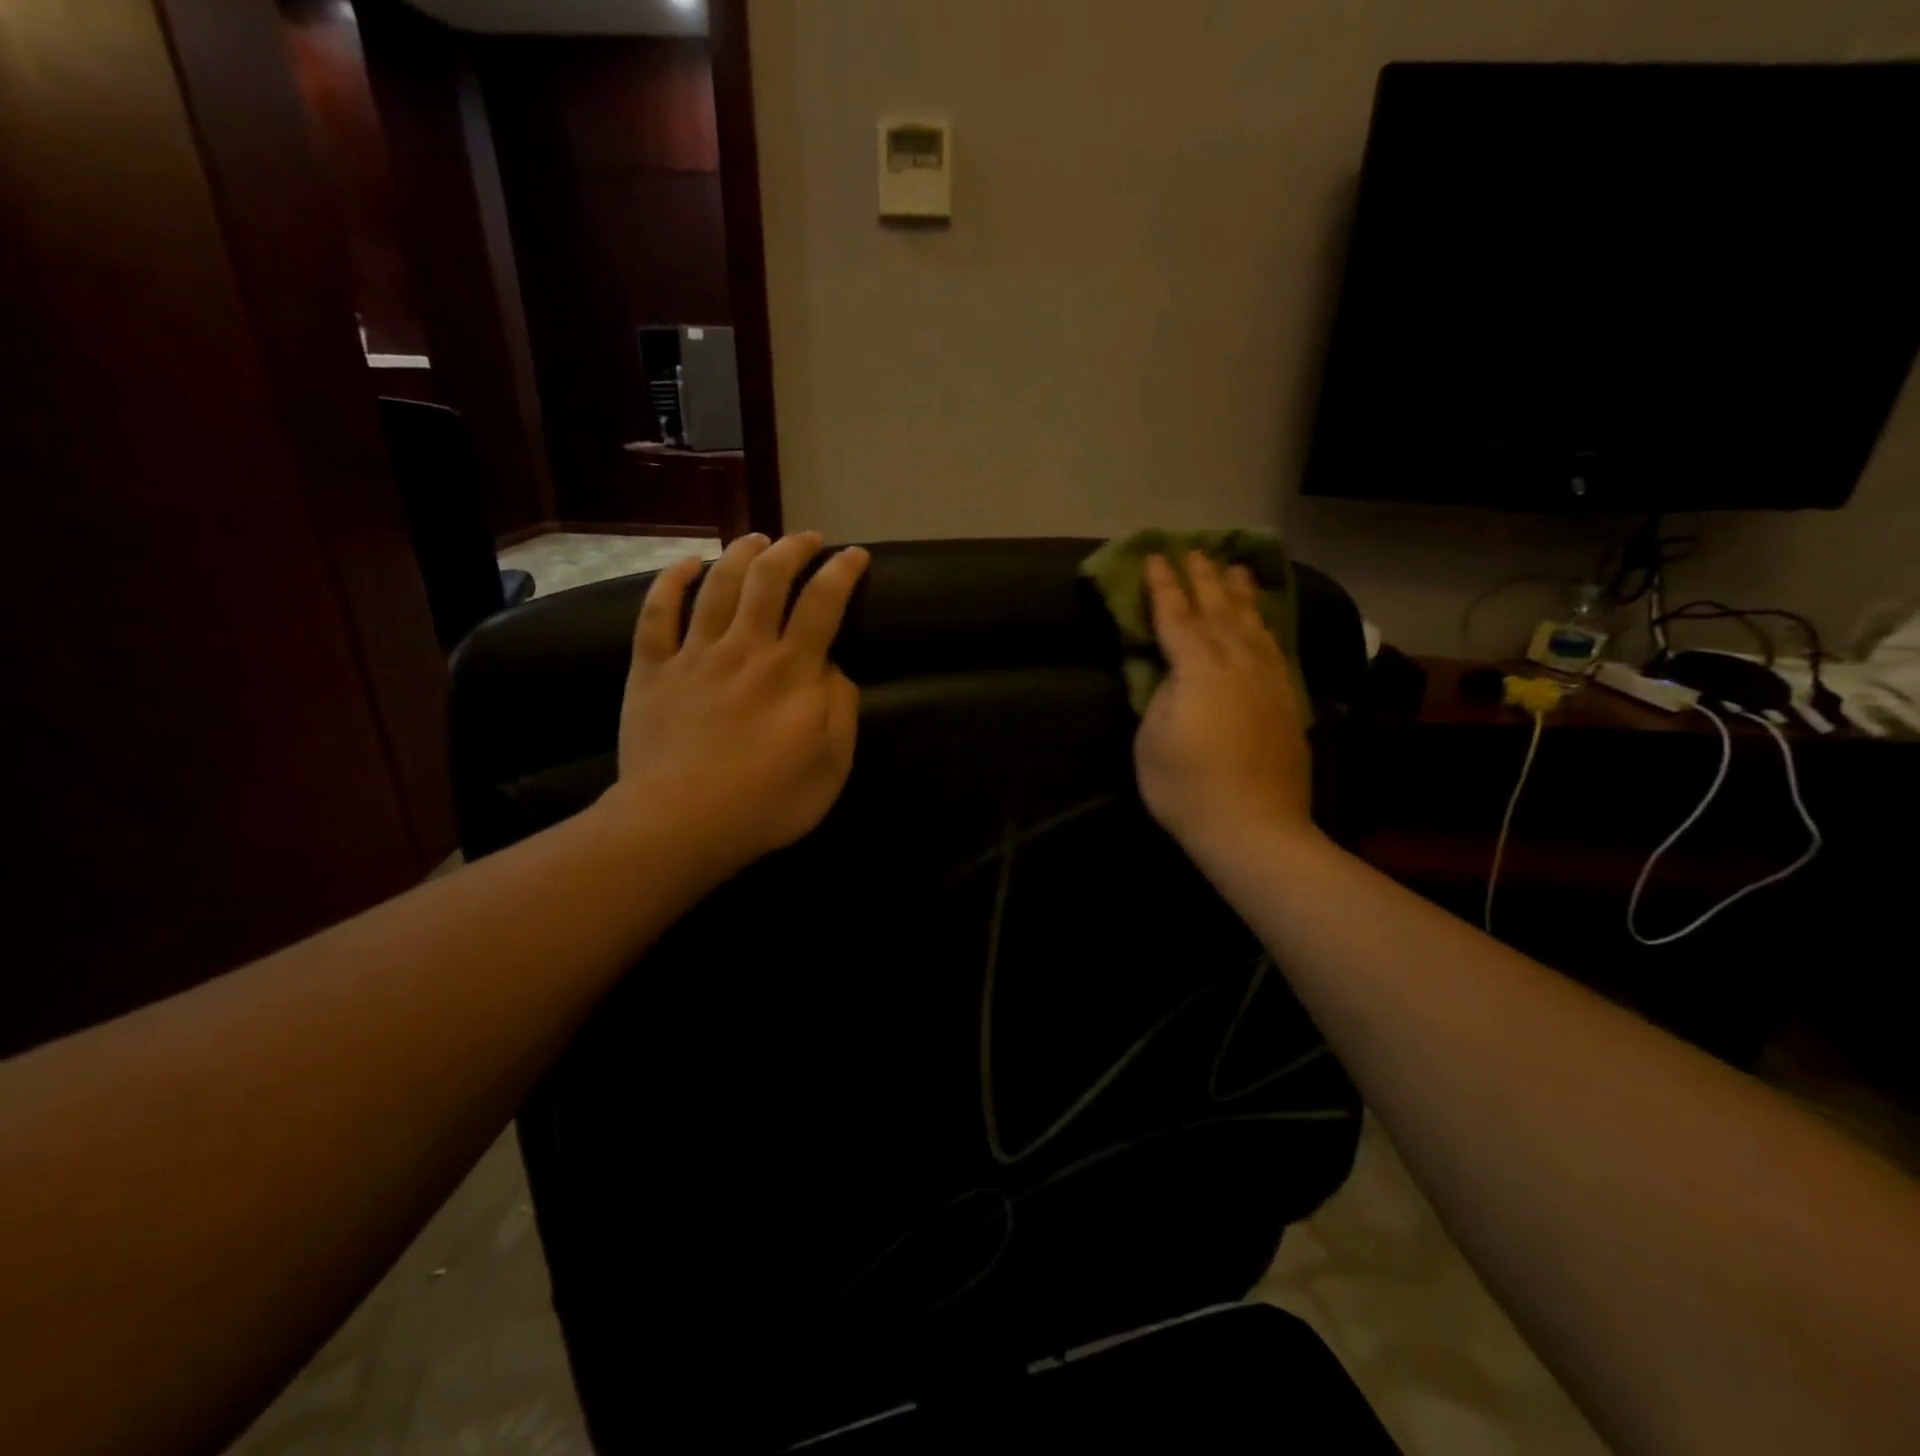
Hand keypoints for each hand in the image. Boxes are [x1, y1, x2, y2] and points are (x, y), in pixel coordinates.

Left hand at [602, 532, 868, 876]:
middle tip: (808, 539)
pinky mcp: (652, 670)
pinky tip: (686, 563)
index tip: (855, 556)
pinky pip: (656, 614)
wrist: (680, 824)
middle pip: (768, 579)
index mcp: (792, 671)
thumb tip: (833, 669)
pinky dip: (670, 582)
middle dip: (793, 550)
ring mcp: (693, 655)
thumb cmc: (767, 801)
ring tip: (756, 539)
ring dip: (740, 555)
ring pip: (717, 585)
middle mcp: (744, 648)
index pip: (823, 604)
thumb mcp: (832, 764)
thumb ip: (840, 708)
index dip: (842, 573)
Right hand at [1134, 552, 1315, 863]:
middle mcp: (1239, 664)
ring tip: (1235, 569)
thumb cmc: (1186, 788)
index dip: (1164, 586)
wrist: (1254, 827)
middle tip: (1195, 549)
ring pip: (1254, 625)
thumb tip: (1173, 672)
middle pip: (1219, 611)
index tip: (1156, 555)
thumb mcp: (1151, 740)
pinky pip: (1274, 648)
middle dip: (1204, 578)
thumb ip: (1161, 695)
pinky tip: (1262, 621)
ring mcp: (1269, 681)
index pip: (1178, 618)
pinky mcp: (1287, 702)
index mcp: (1199, 670)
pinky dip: (1266, 626)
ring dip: (1241, 594)